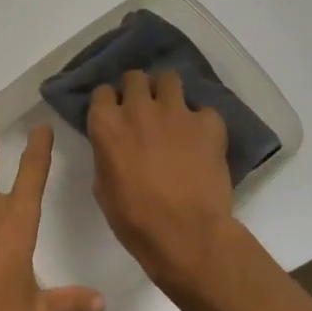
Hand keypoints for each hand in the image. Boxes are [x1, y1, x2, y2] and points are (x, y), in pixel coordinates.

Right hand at [87, 71, 234, 287]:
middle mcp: (138, 108)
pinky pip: (204, 110)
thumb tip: (116, 150)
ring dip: (168, 93)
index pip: (102, 92)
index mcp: (106, 124)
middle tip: (144, 110)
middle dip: (138, 89)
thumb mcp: (103, 187)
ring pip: (170, 79)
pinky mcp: (209, 123)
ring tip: (173, 113)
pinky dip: (201, 122)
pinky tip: (202, 140)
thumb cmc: (133, 218)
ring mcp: (176, 112)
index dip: (110, 103)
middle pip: (135, 77)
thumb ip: (107, 156)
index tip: (115, 115)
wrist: (185, 233)